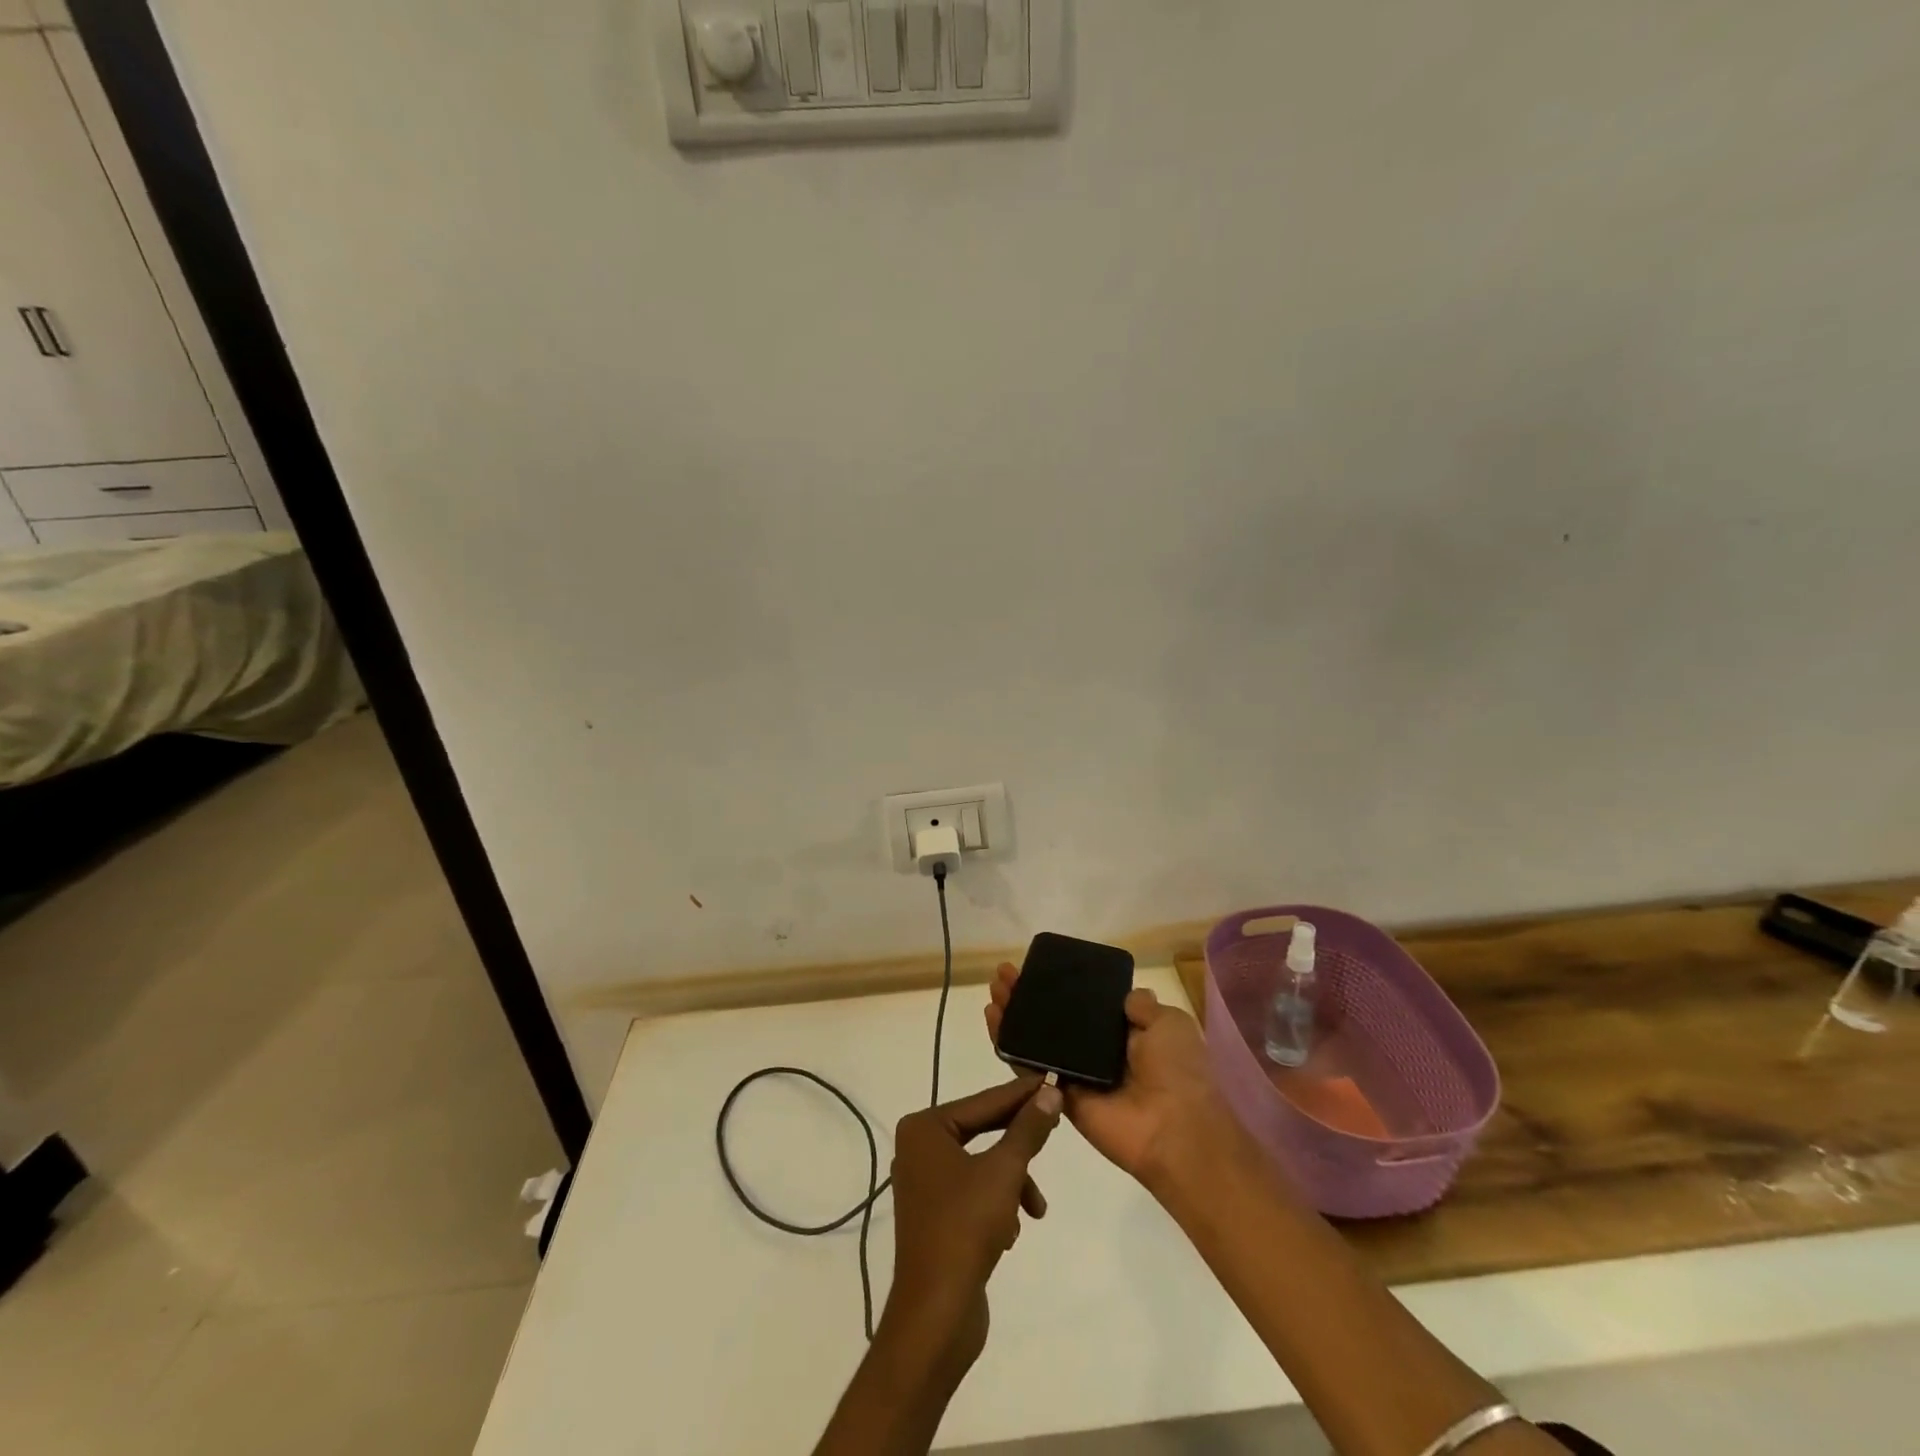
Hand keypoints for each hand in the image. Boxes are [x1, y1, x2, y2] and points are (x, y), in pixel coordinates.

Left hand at [881, 1076, 1062, 1375]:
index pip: (983, 1100)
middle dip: (1019, 1143)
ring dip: (1013, 1183)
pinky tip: (1012, 1232)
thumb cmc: (965, 1227)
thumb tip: (1050, 1092)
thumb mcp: (1005, 1171)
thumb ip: (1028, 1129)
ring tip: (1035, 1208)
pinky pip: (974, 1192)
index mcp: (924, 1128)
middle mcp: (918, 1148)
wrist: (936, 1315)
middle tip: (1056, 1128)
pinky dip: (998, 1204)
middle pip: (982, 1130)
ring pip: (983, 1165)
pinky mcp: (935, 1216)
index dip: (1021, 1094)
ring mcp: (924, 1183)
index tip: (1052, 1080)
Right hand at [984, 963, 1237, 1189]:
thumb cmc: (1178, 1070)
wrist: (1177, 1130)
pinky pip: (1031, 1069)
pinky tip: (992, 1019)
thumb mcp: (1170, 1023)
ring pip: (1037, 1041)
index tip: (1038, 968)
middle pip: (1054, 1020)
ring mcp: (1077, 1075)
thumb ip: (1142, 1006)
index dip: (1061, 987)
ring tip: (994, 989)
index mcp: (1127, 1035)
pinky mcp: (1060, 1096)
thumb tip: (1127, 996)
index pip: (1085, 1005)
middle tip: (1005, 975)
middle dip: (1029, 996)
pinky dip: (1009, 1046)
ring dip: (1013, 1015)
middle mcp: (1099, 1053)